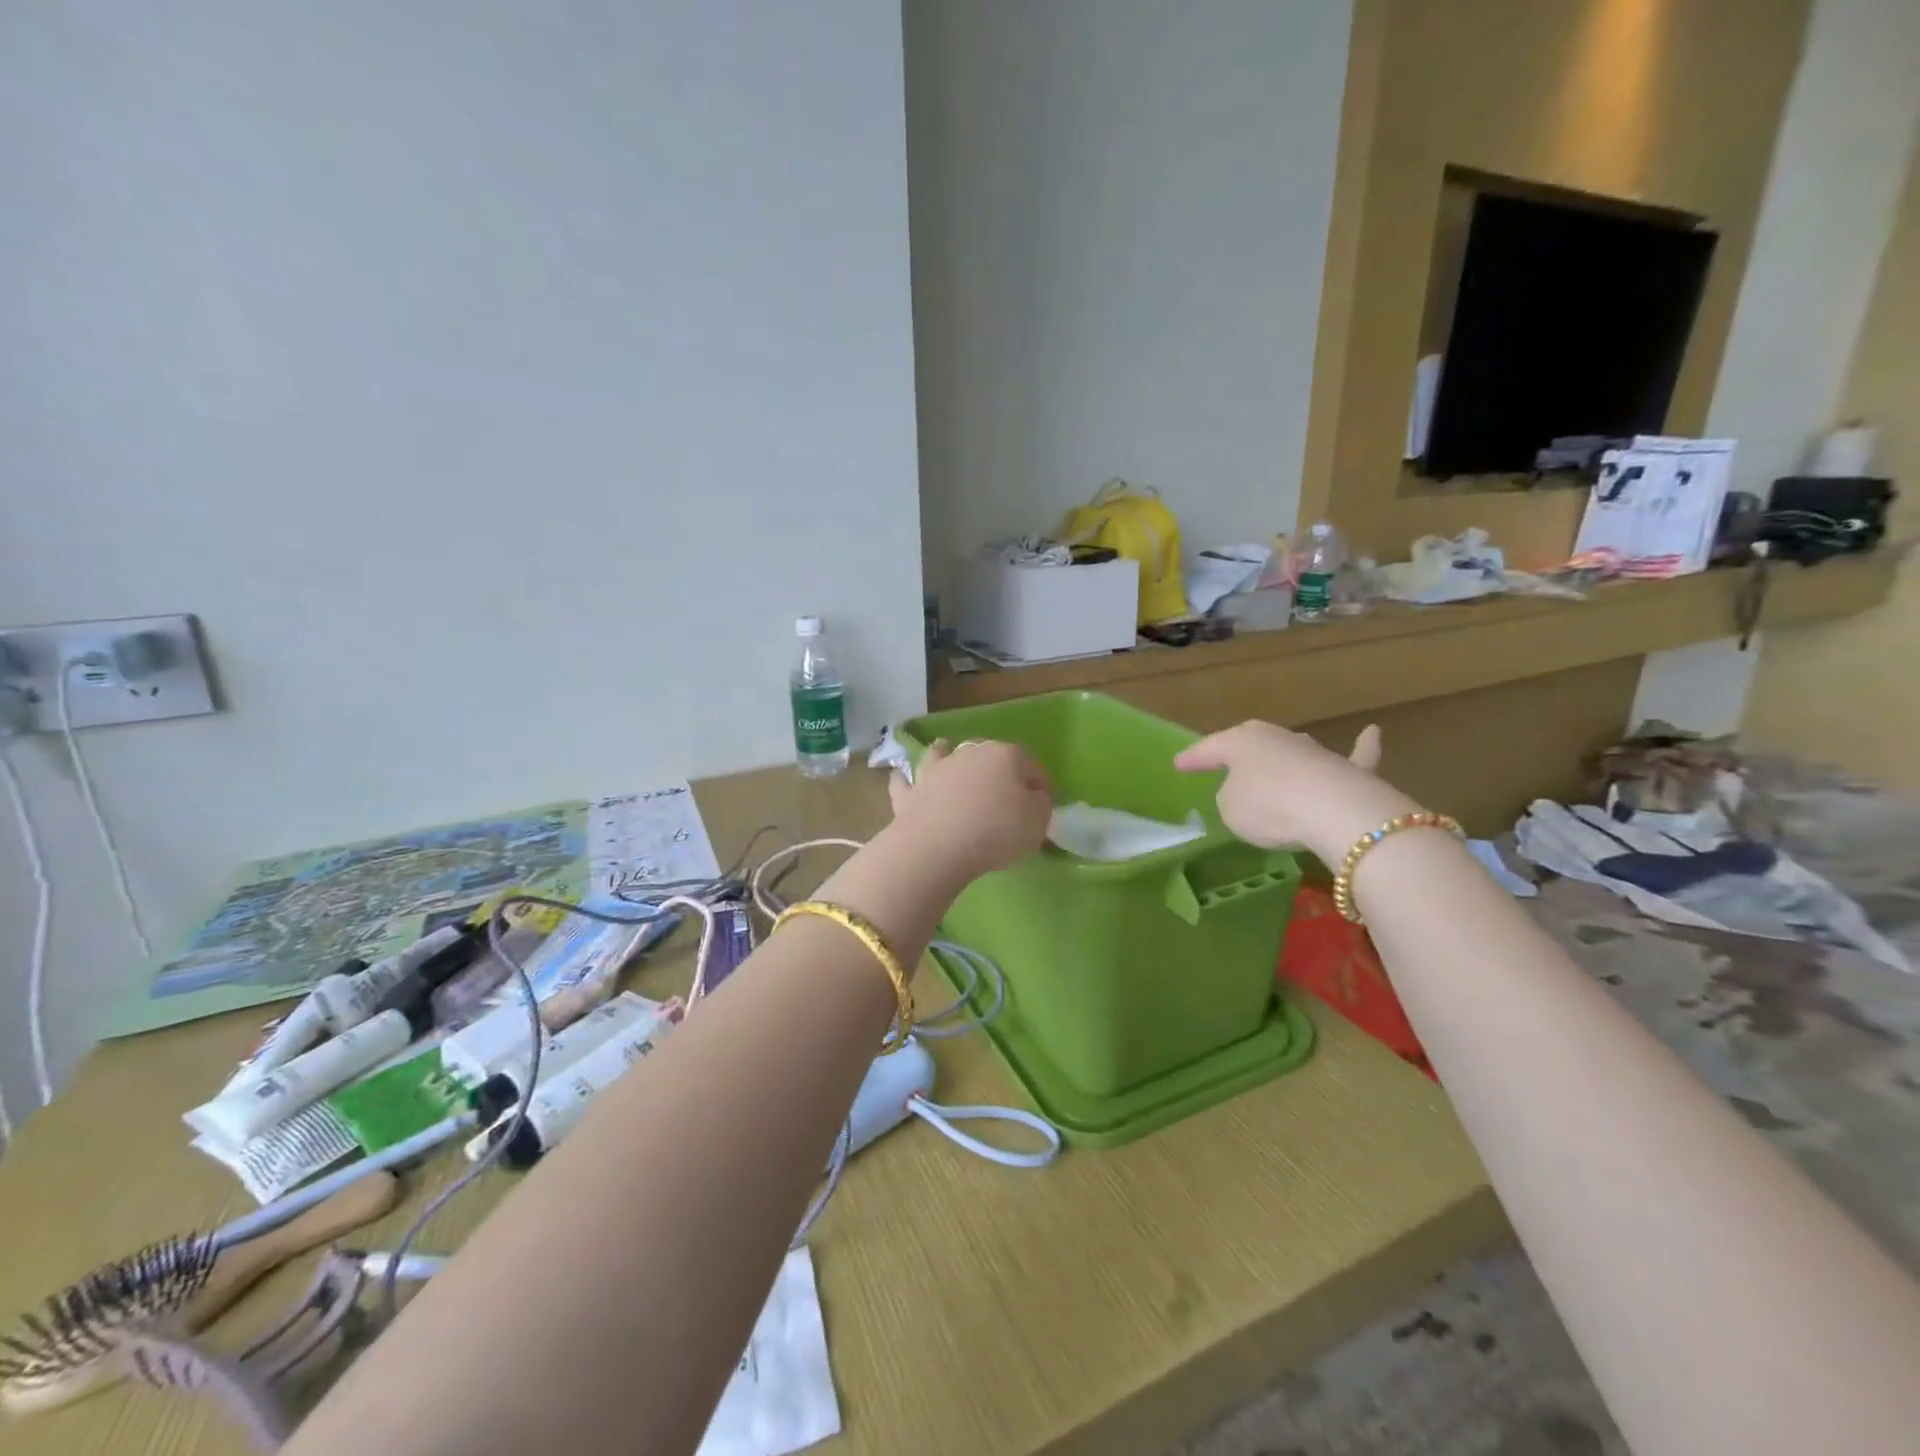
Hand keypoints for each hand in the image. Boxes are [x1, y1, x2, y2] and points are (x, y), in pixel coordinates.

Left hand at [887, 739, 1052, 879]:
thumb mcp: (1037, 821)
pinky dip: (905, 778)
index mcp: (1006, 756)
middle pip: (990, 756)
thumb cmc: (997, 831)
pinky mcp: (910, 792)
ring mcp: (936, 770)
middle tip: (1005, 795)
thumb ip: (1040, 804)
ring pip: (943, 754)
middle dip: (999, 770)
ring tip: (945, 751)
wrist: (938, 846)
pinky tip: (901, 776)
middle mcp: (970, 753)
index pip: (1033, 766)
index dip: (1042, 786)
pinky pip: (905, 781)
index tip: (1044, 806)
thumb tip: (1033, 796)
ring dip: (946, 753)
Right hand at [1174, 720, 1417, 863]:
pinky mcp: (1349, 771)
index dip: (1192, 758)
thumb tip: (1247, 795)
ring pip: (1292, 753)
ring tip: (1273, 768)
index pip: (1209, 749)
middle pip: (1253, 746)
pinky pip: (1354, 757)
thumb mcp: (1229, 809)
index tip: (1178, 764)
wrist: (1335, 812)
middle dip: (1239, 756)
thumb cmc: (1268, 807)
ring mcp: (1315, 752)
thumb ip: (1231, 798)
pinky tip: (1371, 733)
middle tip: (1225, 765)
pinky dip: (1362, 747)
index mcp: (1240, 742)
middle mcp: (1277, 738)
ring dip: (1283, 761)